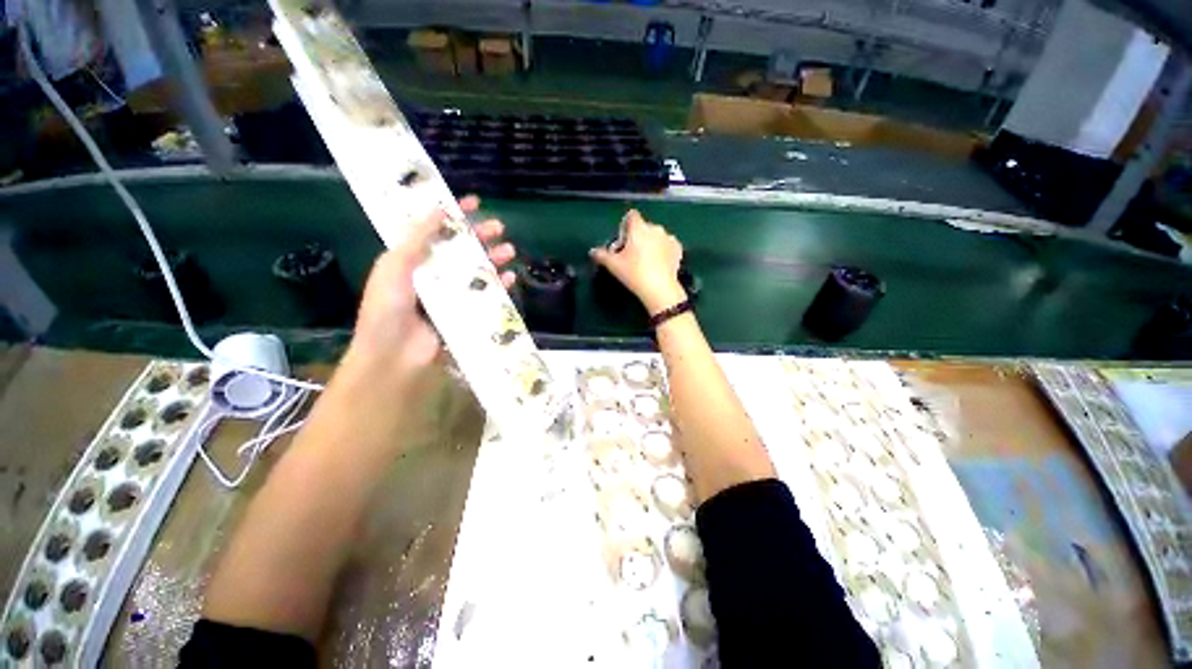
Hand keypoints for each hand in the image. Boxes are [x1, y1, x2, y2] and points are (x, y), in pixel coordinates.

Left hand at [345, 196, 515, 385]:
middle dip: (481, 236)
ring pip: (477, 270)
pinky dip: (499, 286)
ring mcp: (452, 294)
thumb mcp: (394, 265)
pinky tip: (510, 278)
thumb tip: (439, 207)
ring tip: (509, 250)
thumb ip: (416, 237)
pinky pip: (487, 295)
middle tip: (499, 227)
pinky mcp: (467, 313)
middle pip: (461, 249)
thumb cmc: (388, 307)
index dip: (453, 213)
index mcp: (413, 259)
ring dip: (494, 259)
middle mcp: (434, 274)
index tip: (473, 201)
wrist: (395, 355)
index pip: (435, 229)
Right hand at [590, 209, 685, 312]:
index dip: (625, 226)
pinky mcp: (678, 248)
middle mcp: (655, 228)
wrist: (660, 288)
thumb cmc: (634, 273)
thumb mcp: (613, 265)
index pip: (631, 216)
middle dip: (637, 237)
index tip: (623, 241)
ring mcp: (669, 237)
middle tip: (631, 256)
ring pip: (656, 236)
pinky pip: (667, 245)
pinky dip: (663, 251)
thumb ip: (601, 255)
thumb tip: (592, 251)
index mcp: (639, 228)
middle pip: (643, 227)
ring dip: (651, 244)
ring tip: (646, 263)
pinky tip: (659, 265)